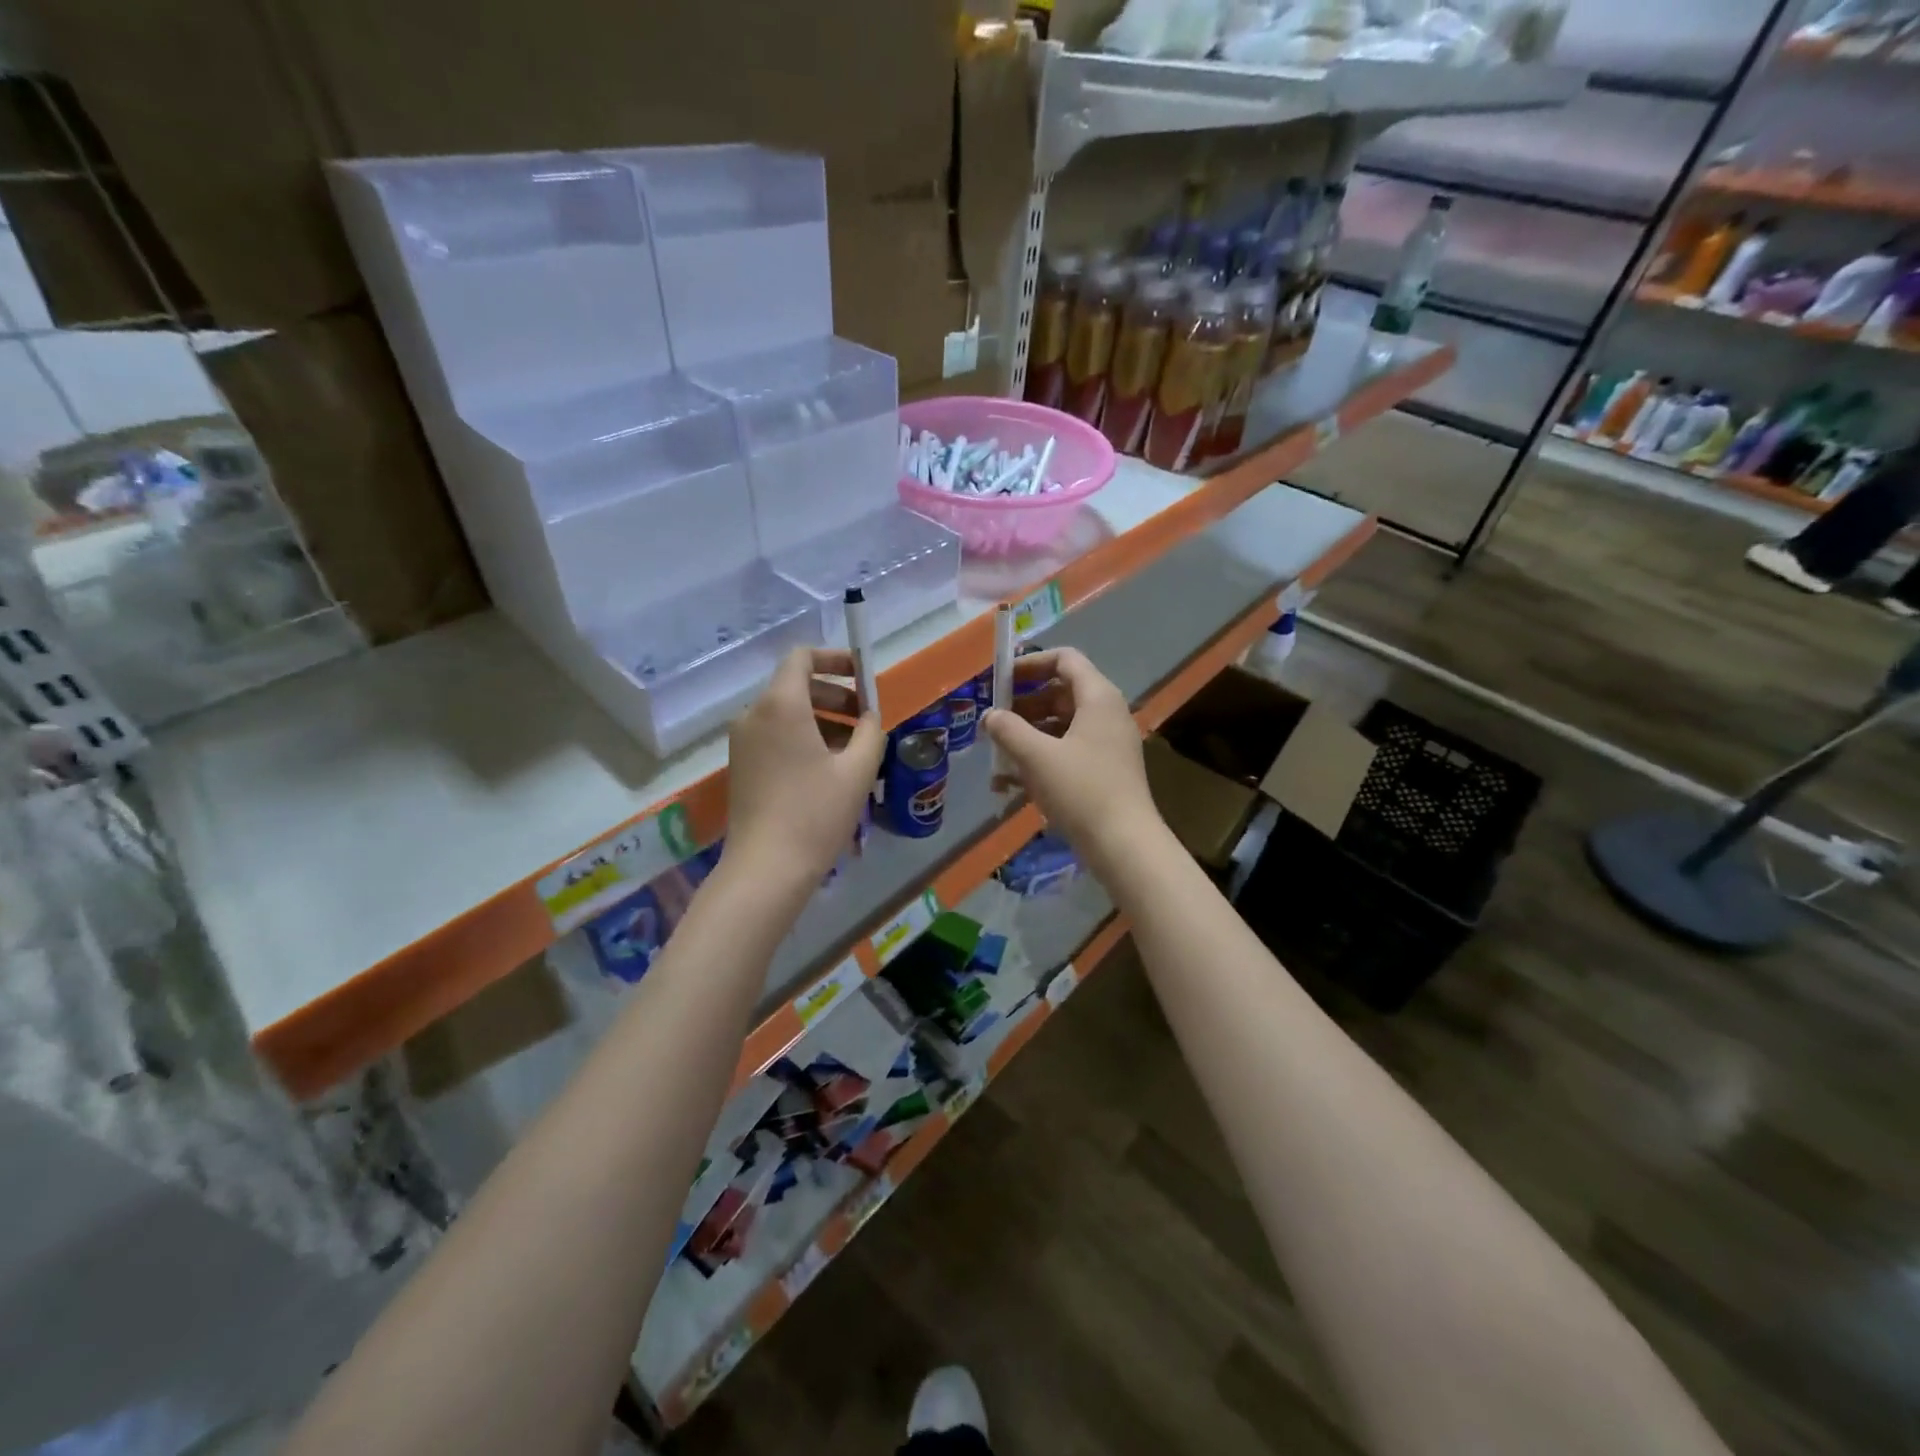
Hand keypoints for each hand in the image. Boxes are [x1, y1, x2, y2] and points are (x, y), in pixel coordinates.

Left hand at [727, 648, 884, 889]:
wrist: (767, 867)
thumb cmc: (816, 813)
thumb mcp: (858, 770)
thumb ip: (870, 732)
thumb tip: (869, 717)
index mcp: (781, 705)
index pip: (802, 658)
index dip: (836, 659)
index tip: (863, 676)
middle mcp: (754, 714)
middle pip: (796, 685)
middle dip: (836, 695)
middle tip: (865, 720)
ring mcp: (743, 740)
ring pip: (786, 712)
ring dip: (823, 719)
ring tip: (854, 749)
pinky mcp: (741, 764)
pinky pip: (775, 734)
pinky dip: (803, 737)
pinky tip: (829, 767)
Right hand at [982, 647, 1163, 858]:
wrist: (1124, 844)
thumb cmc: (1081, 790)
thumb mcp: (1037, 756)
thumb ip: (1008, 730)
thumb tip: (990, 716)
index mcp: (1098, 697)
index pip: (1065, 659)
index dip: (1031, 664)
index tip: (1000, 680)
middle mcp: (1107, 713)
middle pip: (1061, 692)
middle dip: (1024, 703)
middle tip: (994, 719)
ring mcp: (1107, 744)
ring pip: (1062, 725)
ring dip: (1028, 734)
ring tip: (997, 754)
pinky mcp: (1104, 771)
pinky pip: (1067, 752)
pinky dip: (1041, 759)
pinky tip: (1010, 784)